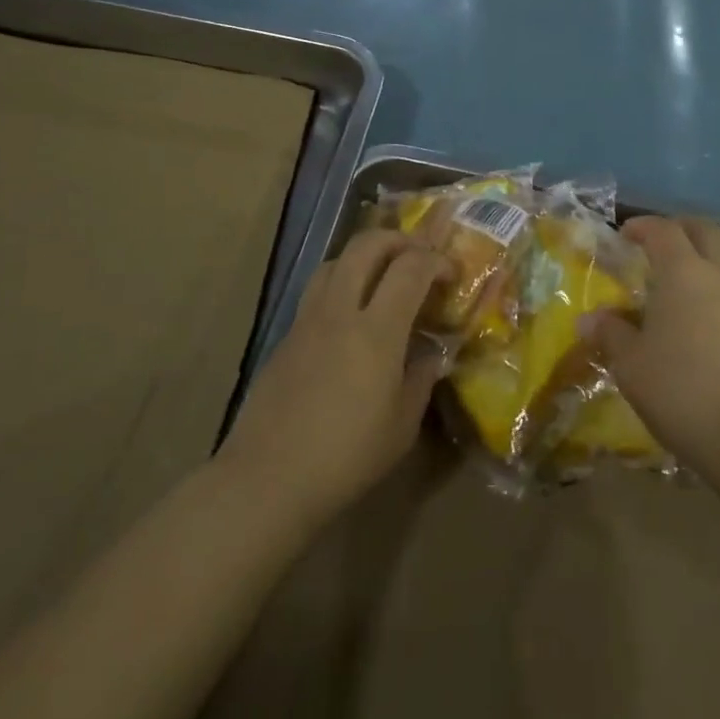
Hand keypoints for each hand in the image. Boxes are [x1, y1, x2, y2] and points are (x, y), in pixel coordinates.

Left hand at [218, 230, 448, 525]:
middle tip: (419, 257)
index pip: (411, 268)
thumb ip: (420, 380)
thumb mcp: (401, 426)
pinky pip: (317, 291)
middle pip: (367, 245)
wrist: (268, 478)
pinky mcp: (286, 337)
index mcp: (377, 331)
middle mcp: (340, 311)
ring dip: (365, 256)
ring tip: (384, 278)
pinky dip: (342, 285)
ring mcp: (307, 320)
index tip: (451, 274)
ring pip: (336, 261)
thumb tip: (430, 356)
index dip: (436, 260)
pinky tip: (350, 319)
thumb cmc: (346, 457)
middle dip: (399, 240)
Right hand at [596, 217, 719, 482]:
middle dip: (680, 230)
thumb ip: (611, 335)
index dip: (642, 227)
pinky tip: (703, 321)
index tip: (625, 234)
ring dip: (704, 260)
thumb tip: (590, 318)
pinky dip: (719, 291)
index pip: (663, 231)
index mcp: (684, 273)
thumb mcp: (632, 367)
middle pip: (705, 232)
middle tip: (656, 245)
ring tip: (678, 285)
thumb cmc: (685, 392)